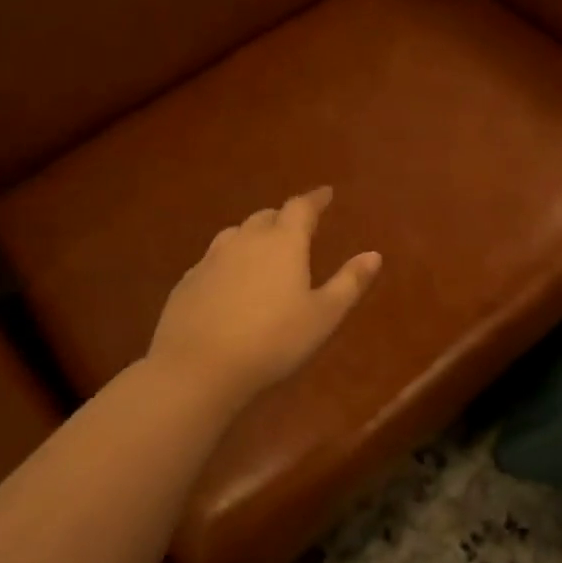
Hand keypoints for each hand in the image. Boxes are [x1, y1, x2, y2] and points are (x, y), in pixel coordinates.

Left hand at [147, 187, 380, 401]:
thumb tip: (374, 254)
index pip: (301, 207)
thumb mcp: (323, 315)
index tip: (326, 193)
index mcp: (283, 242)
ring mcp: (211, 259)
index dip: (315, 199)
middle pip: (266, 217)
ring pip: (236, 234)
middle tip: (297, 227)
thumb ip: (349, 282)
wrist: (197, 368)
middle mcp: (246, 240)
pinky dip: (229, 261)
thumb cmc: (273, 340)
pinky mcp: (187, 281)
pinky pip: (213, 259)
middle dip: (284, 217)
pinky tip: (230, 282)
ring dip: (254, 236)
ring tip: (264, 250)